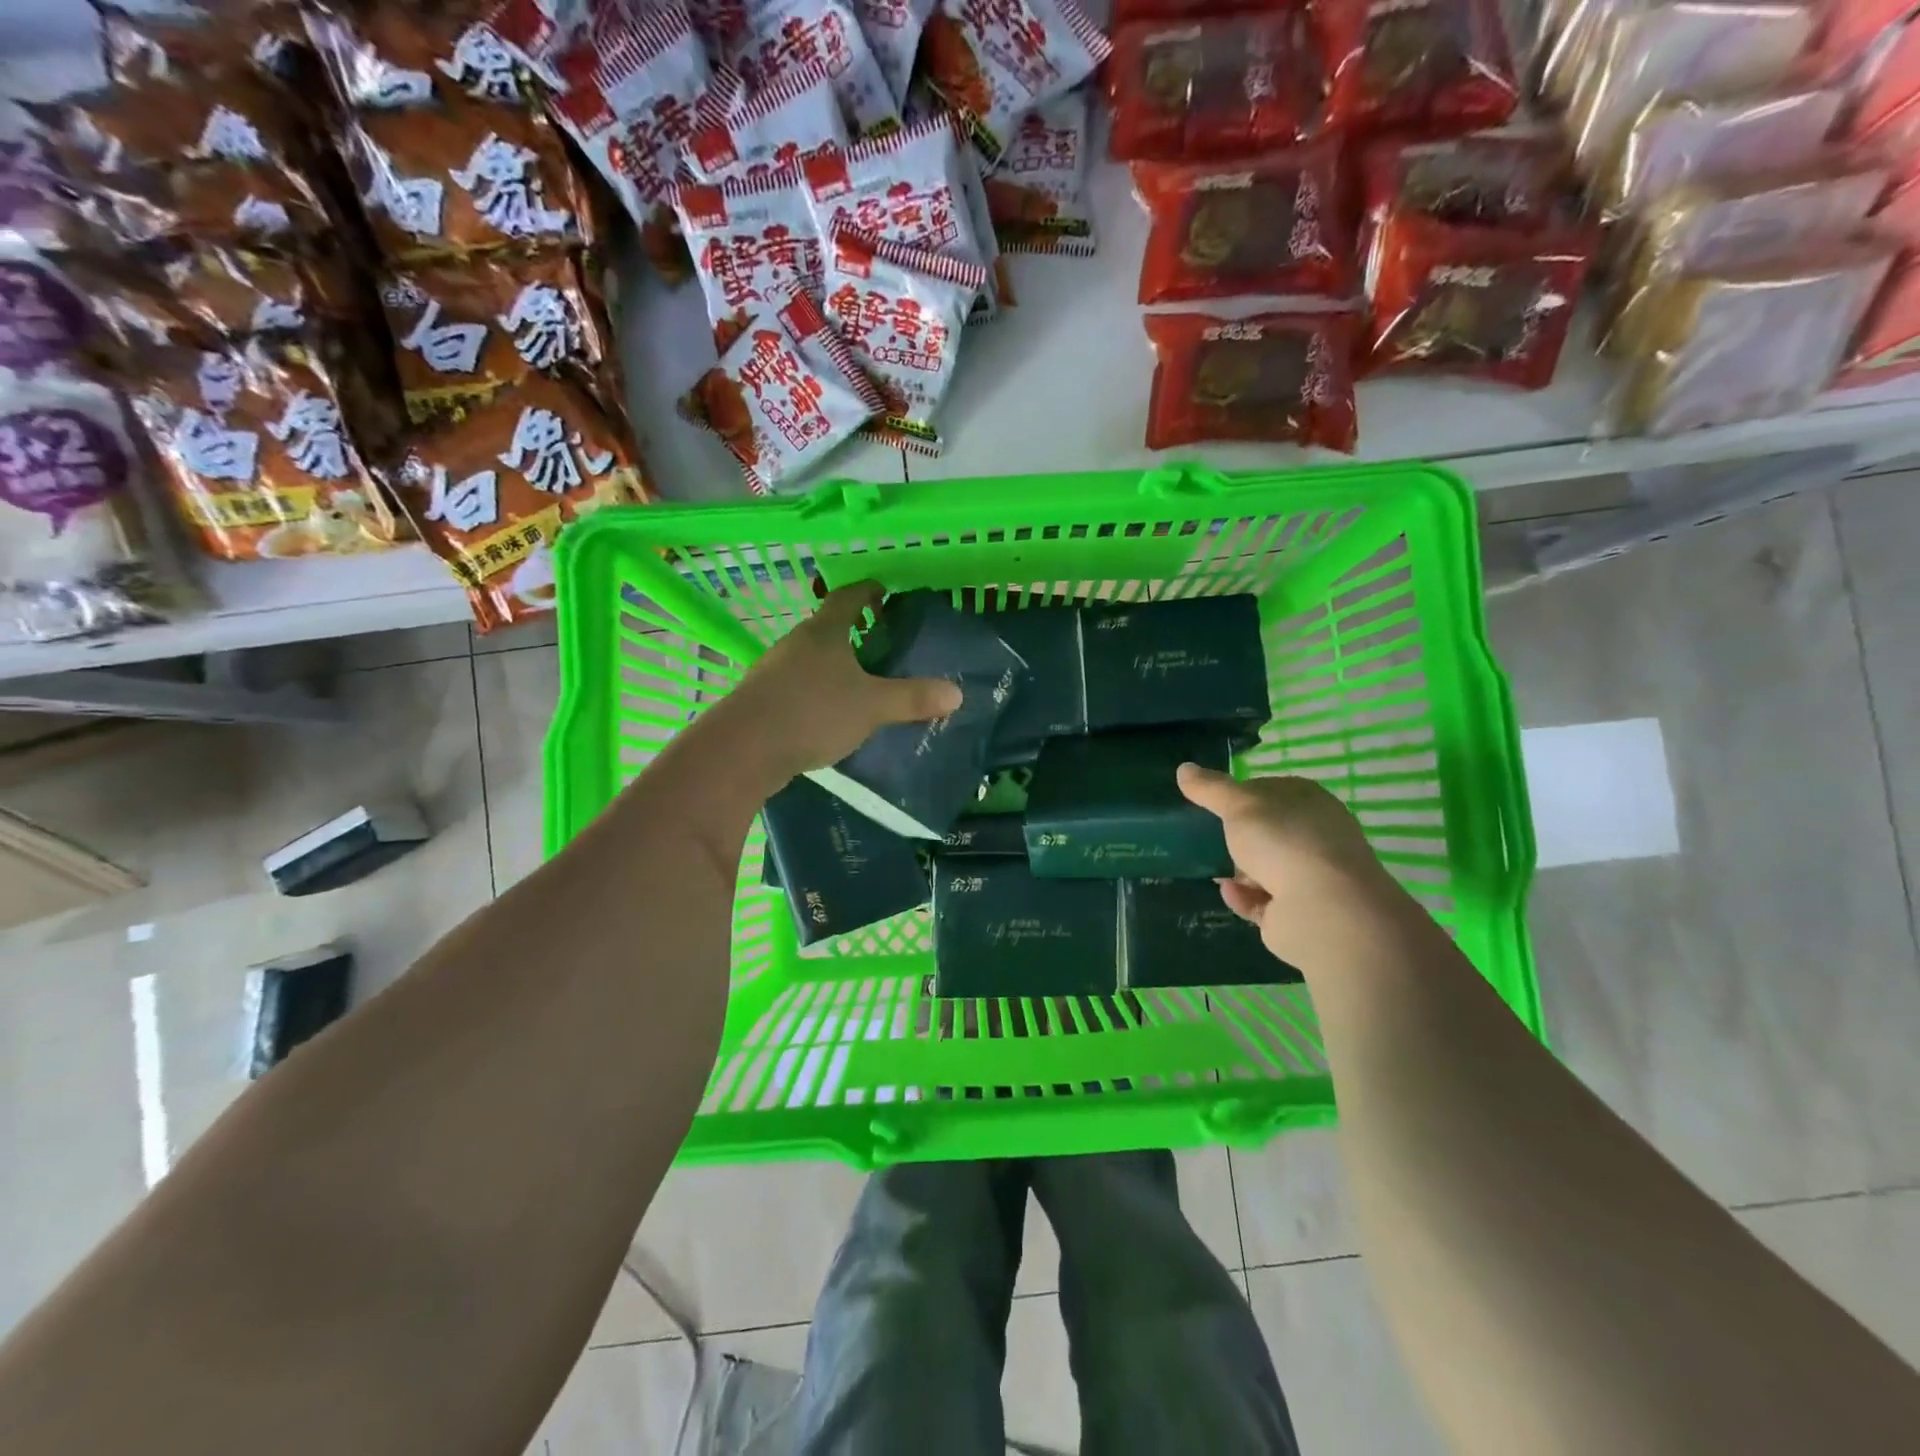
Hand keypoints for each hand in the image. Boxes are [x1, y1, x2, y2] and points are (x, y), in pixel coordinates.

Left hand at [722, 581, 962, 776]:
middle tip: (879, 642)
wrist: (743, 748)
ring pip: (809, 657)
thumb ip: (912, 698)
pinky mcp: (761, 698)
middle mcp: (795, 643)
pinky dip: (815, 689)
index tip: (883, 591)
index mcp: (824, 632)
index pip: (848, 597)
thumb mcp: (872, 706)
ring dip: (831, 663)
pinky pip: (795, 684)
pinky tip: (826, 713)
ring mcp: (773, 670)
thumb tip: (956, 693)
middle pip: (826, 627)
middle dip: (852, 631)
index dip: (867, 591)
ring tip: (856, 681)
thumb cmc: (813, 712)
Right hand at [1177, 765, 1401, 968]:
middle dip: (1237, 836)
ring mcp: (1309, 876)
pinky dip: (1243, 897)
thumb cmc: (1284, 842)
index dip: (1240, 794)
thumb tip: (1184, 769)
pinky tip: (1229, 892)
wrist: (1323, 910)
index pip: (1270, 790)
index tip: (1211, 802)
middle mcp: (1314, 836)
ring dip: (1237, 870)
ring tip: (1211, 869)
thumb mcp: (1239, 805)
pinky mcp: (1299, 912)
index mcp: (1308, 801)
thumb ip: (1210, 789)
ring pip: (1264, 868)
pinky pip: (1262, 901)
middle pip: (1267, 831)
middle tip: (1205, 837)